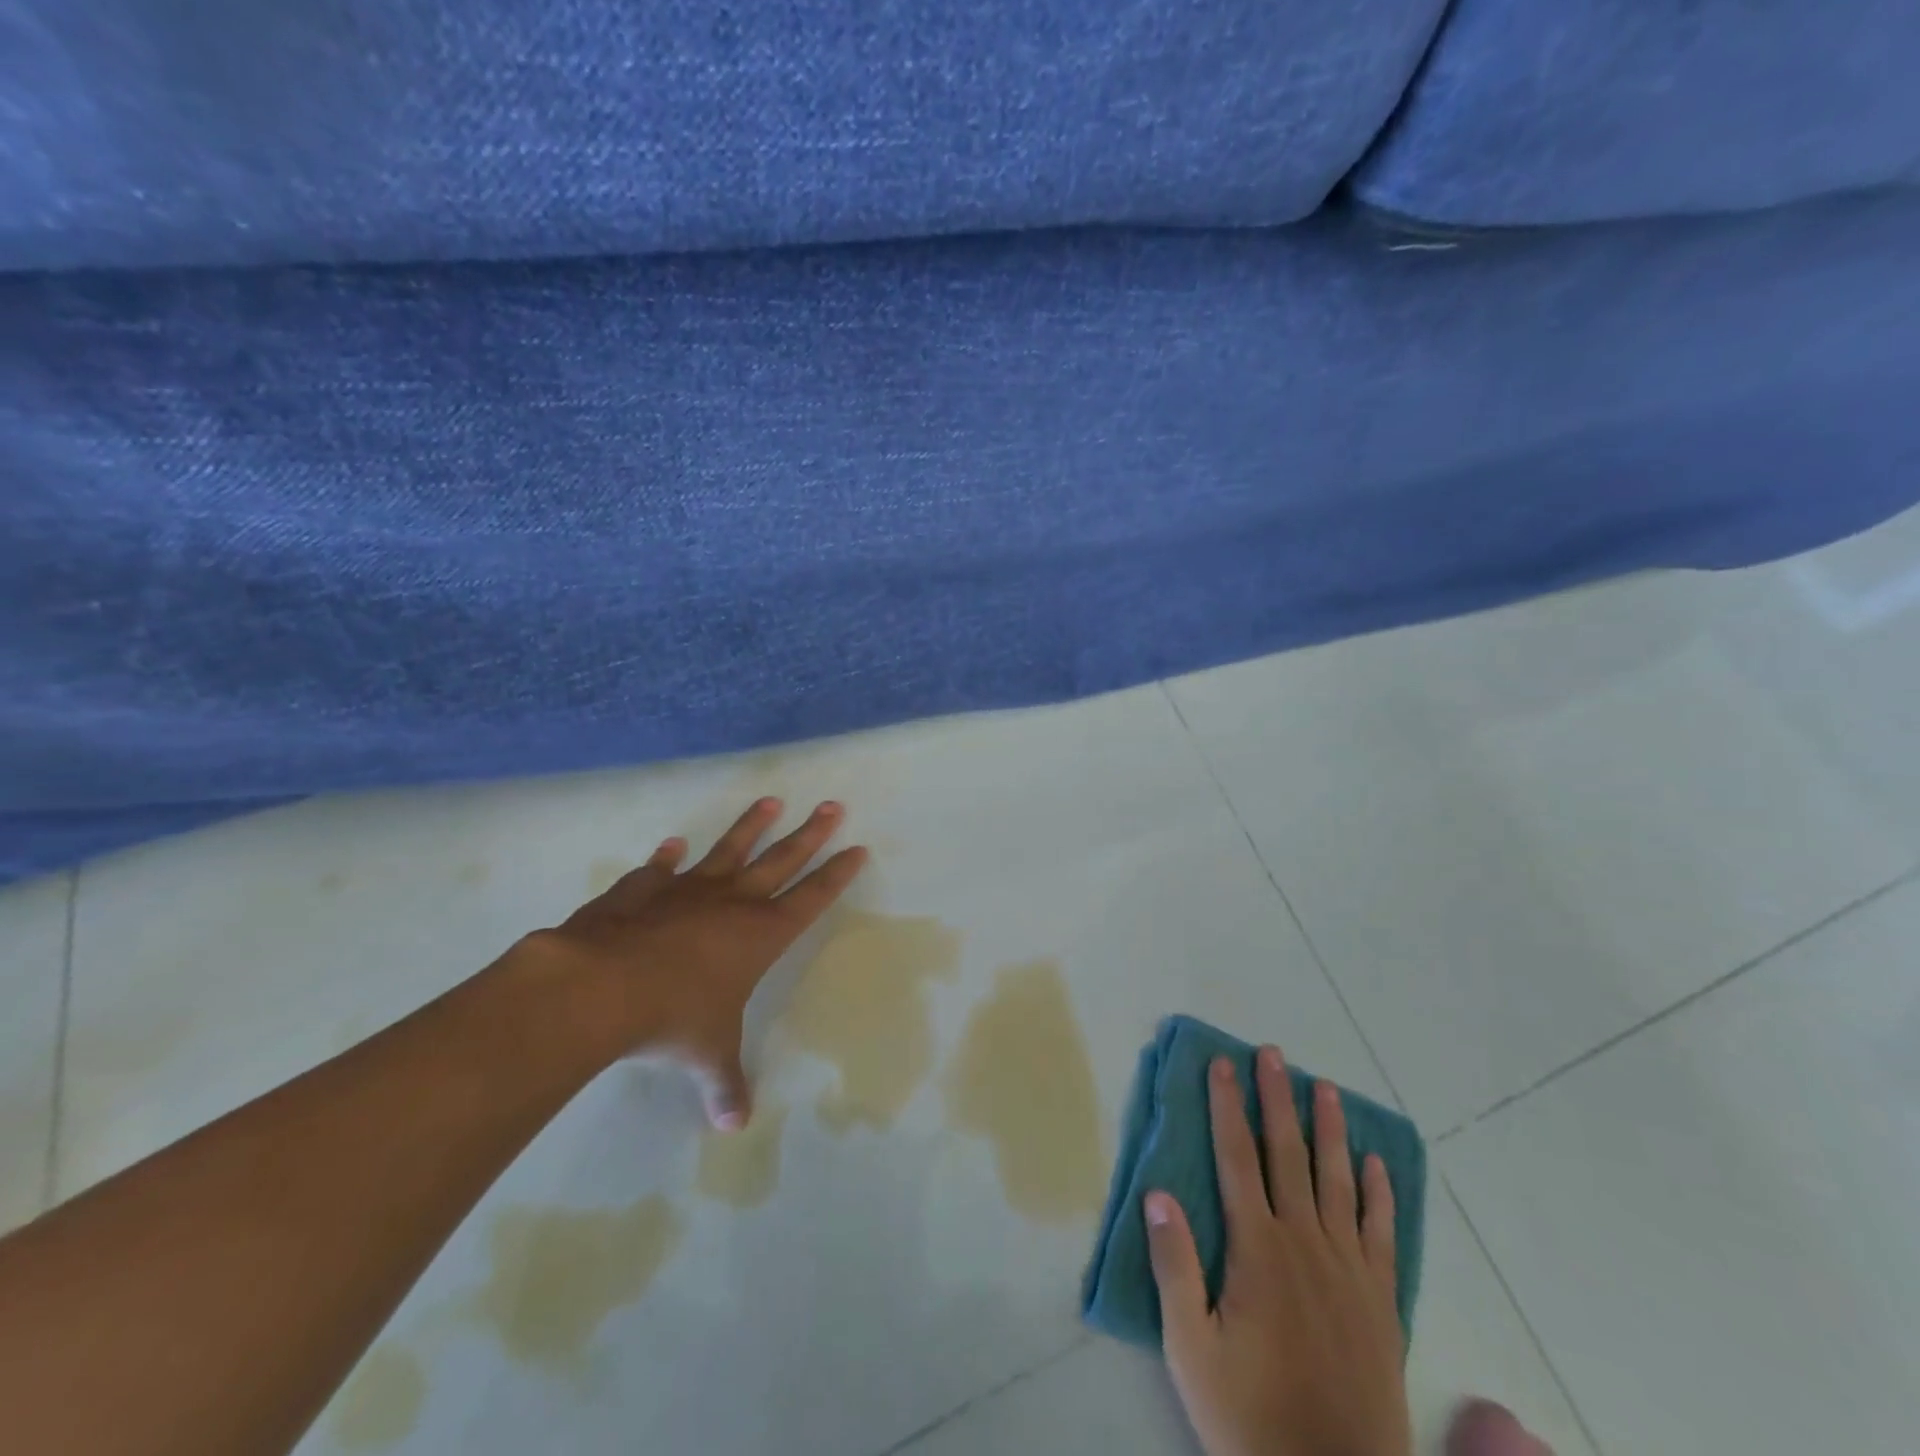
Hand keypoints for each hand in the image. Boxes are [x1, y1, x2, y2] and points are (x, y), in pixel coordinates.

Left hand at [514, 797, 866, 1128]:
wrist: (600, 986)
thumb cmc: (672, 1019)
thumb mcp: (706, 1055)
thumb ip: (724, 1083)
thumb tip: (734, 1126)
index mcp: (760, 935)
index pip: (811, 898)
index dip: (836, 874)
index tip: (857, 848)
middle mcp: (732, 903)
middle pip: (782, 859)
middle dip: (810, 833)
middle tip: (832, 805)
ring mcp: (687, 890)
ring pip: (729, 849)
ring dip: (751, 826)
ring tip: (770, 801)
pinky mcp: (643, 889)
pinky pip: (660, 870)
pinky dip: (666, 858)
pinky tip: (672, 847)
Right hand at [1146, 1048, 1410, 1455]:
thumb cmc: (1249, 1416)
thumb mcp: (1191, 1348)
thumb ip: (1174, 1266)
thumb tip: (1157, 1192)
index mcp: (1258, 1249)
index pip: (1237, 1158)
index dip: (1227, 1106)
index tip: (1223, 1064)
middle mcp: (1305, 1243)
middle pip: (1288, 1154)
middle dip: (1276, 1099)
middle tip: (1273, 1054)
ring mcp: (1349, 1270)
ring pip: (1337, 1180)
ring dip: (1329, 1130)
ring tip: (1325, 1088)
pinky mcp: (1381, 1301)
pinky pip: (1382, 1233)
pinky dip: (1379, 1194)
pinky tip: (1375, 1165)